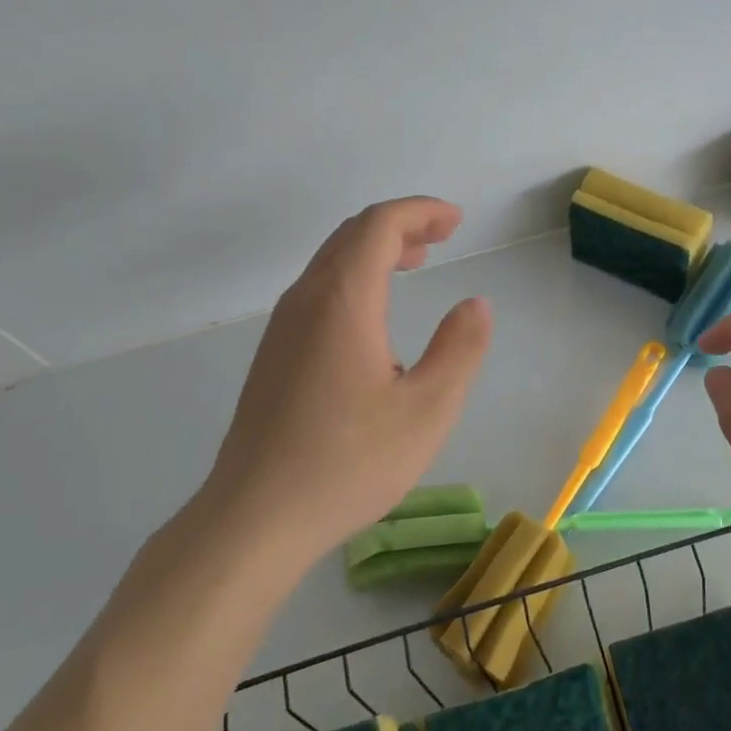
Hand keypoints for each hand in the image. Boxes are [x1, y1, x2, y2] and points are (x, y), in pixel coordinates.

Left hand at [195, 197, 492, 562]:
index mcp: (344, 301)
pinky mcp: (274, 355)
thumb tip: (475, 304)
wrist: (255, 518)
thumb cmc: (349, 462)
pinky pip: (318, 290)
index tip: (456, 222)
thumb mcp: (428, 409)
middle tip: (442, 237)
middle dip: (400, 225)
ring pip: (331, 262)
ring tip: (415, 263)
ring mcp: (282, 328)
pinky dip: (356, 278)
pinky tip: (376, 316)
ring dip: (375, 251)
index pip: (379, 226)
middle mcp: (306, 301)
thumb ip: (460, 349)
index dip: (420, 212)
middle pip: (351, 235)